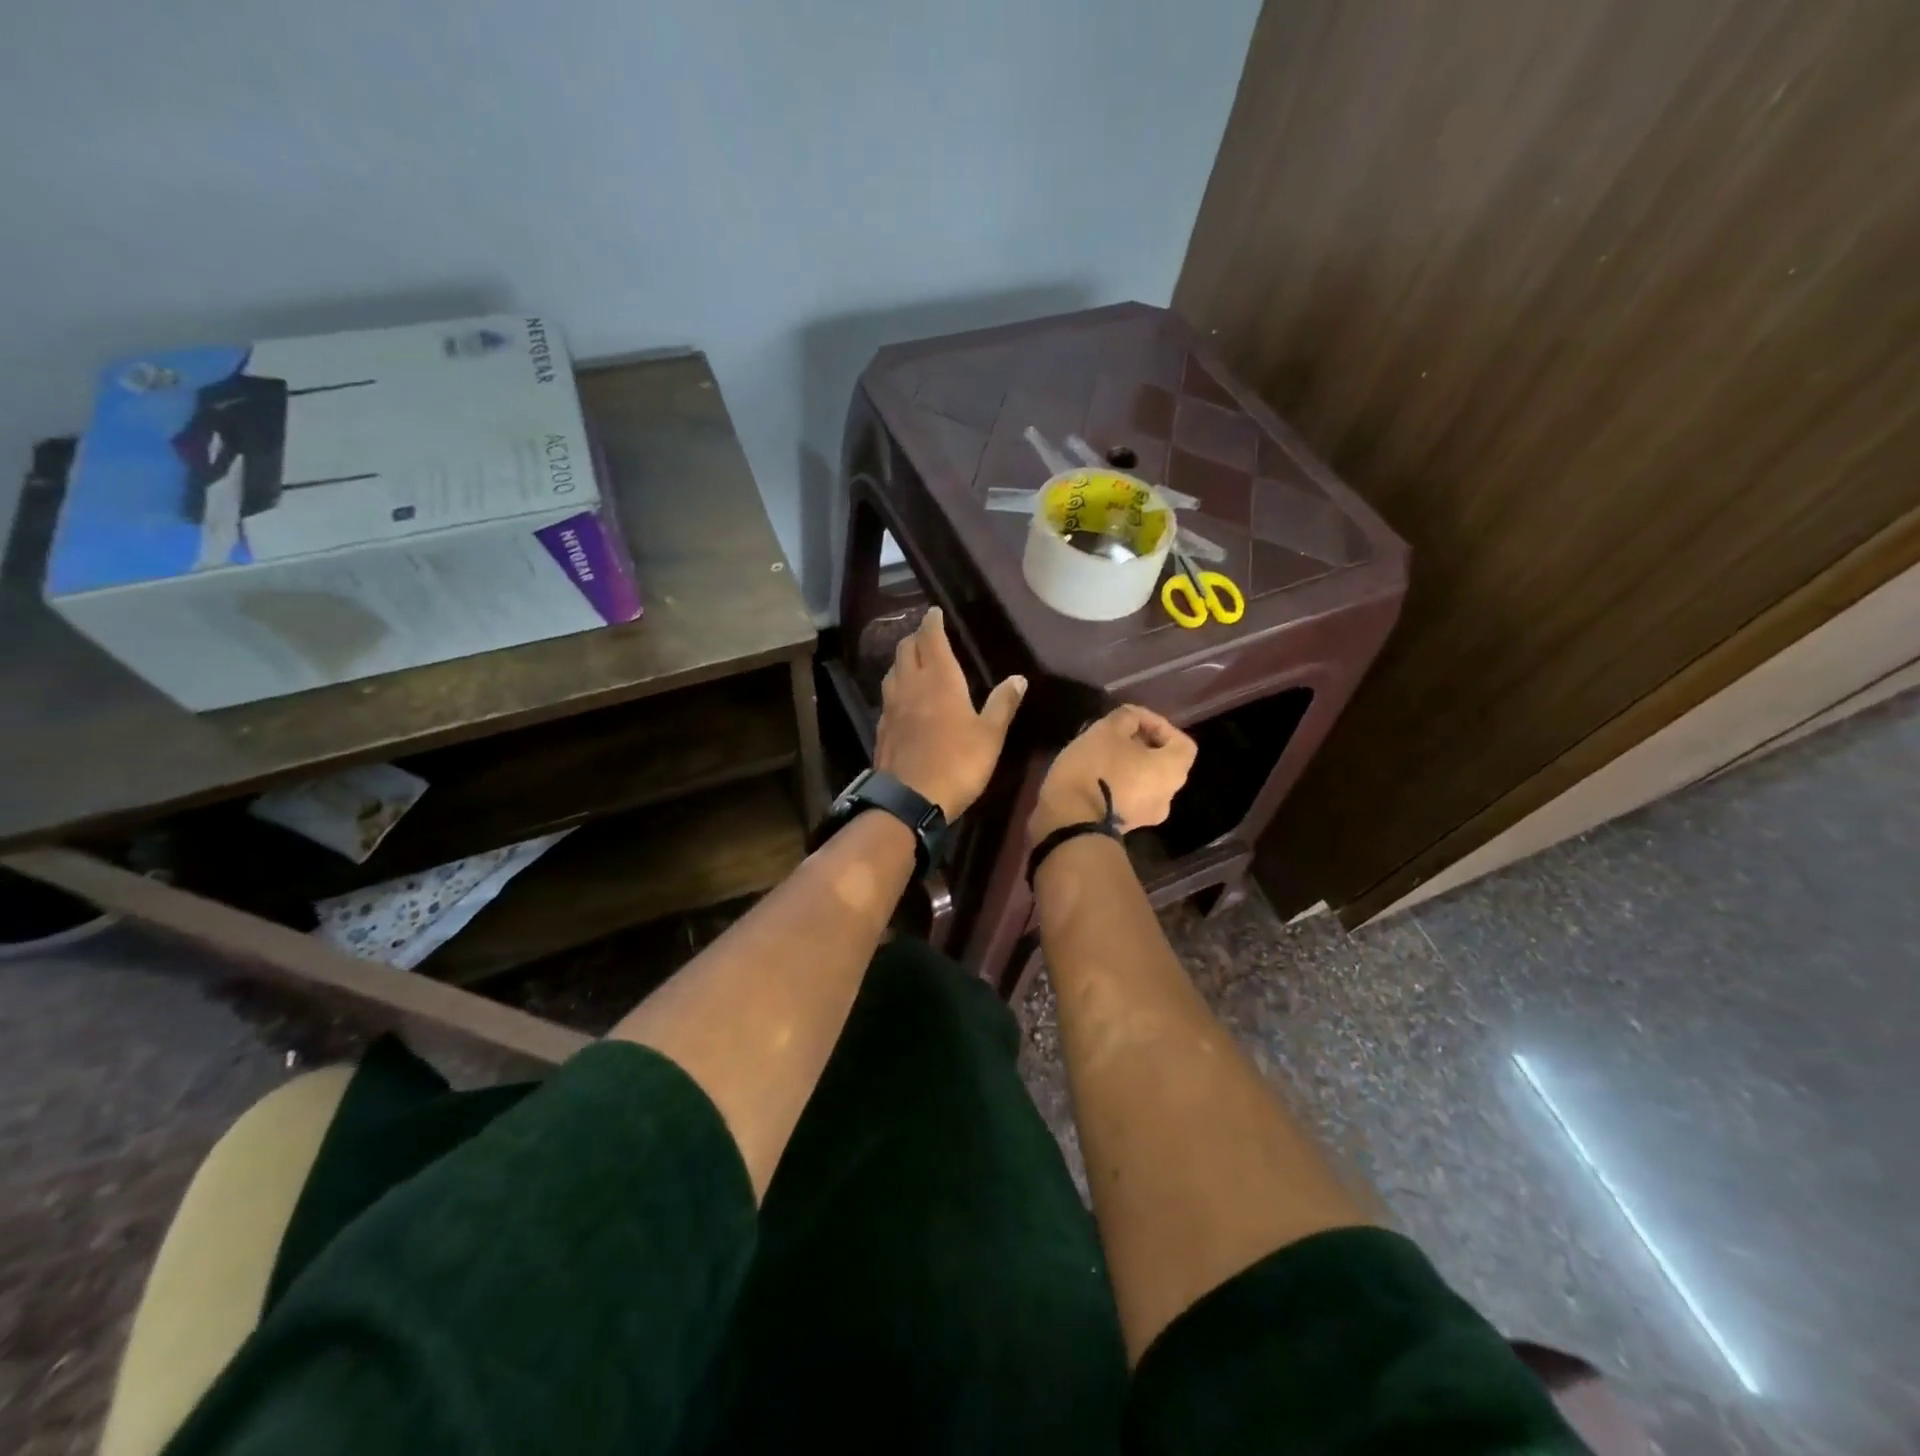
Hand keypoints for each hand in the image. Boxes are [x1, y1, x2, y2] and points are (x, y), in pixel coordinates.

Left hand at [875, 607, 1025, 817]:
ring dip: (902, 659)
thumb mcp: (990, 735)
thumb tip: (1019, 678)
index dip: (932, 622)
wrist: (909, 799)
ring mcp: (892, 706)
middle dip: (916, 636)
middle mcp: (912, 685)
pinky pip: (887, 695)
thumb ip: (1003, 704)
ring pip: (893, 670)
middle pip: (907, 649)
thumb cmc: (958, 763)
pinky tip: (902, 697)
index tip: (934, 612)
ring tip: (913, 659)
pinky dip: (895, 685)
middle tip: (926, 634)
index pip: (932, 639)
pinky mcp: (883, 727)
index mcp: (940, 679)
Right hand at [1030, 705, 1196, 842]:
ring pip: (1144, 781)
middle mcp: (1167, 796)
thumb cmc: (1096, 769)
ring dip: (1128, 764)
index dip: (1160, 725)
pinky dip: (1118, 782)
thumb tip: (1132, 720)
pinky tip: (1094, 774)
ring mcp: (1147, 816)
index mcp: (1172, 771)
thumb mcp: (1107, 730)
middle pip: (1163, 763)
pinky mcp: (1124, 826)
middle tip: (1114, 733)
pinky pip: (1128, 797)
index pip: (1182, 742)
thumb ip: (1126, 718)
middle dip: (1141, 744)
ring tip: (1101, 752)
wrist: (1070, 821)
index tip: (1132, 718)